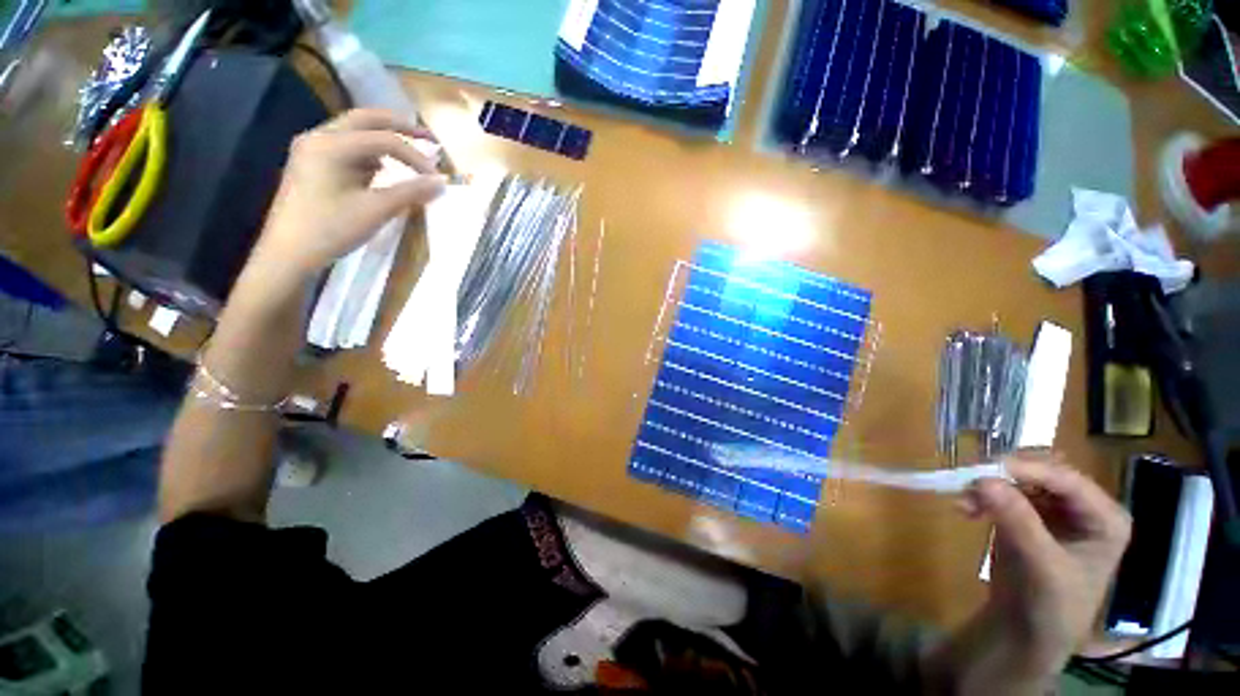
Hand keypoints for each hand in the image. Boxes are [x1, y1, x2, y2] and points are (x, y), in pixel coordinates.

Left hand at [251, 108, 446, 286]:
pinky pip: (346, 148)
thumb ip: (411, 192)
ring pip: (354, 132)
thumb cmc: (331, 229)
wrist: (288, 253)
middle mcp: (318, 137)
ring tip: (408, 153)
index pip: (383, 139)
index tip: (437, 178)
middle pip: (364, 120)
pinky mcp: (311, 164)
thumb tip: (442, 182)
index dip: (415, 157)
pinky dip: (369, 153)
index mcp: (331, 145)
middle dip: (398, 126)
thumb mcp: (376, 210)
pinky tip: (381, 170)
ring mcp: (311, 150)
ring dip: (382, 139)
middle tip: (427, 137)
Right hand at [960, 453, 1131, 682]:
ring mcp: (1055, 508)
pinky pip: (1003, 490)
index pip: (1068, 480)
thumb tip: (983, 481)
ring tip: (963, 502)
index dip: (1028, 470)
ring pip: (1018, 477)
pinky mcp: (1029, 513)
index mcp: (1105, 518)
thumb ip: (1018, 522)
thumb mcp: (1041, 567)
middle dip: (1004, 475)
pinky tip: (966, 509)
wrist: (1028, 631)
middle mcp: (1083, 506)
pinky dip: (982, 495)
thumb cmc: (1051, 607)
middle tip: (970, 484)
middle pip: (1042, 472)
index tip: (985, 468)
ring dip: (988, 485)